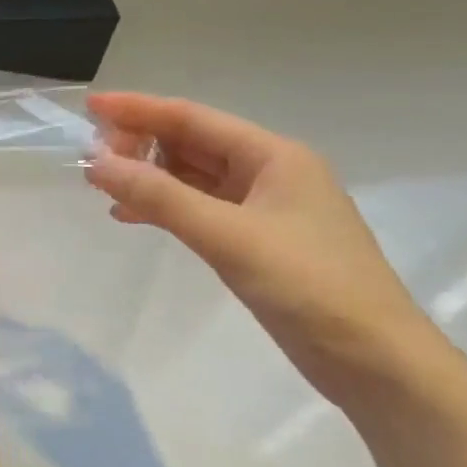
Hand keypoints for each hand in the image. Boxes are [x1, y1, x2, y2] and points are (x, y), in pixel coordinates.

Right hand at [86, 92, 439, 404]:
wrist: (375, 361)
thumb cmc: (308, 286)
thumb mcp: (227, 236)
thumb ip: (159, 197)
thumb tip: (96, 163)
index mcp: (273, 156)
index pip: (192, 118)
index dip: (138, 109)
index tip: (91, 105)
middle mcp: (268, 172)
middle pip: (191, 144)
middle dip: (140, 144)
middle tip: (91, 159)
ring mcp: (263, 208)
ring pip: (191, 177)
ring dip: (148, 177)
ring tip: (102, 184)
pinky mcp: (256, 241)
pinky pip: (198, 209)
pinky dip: (163, 208)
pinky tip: (130, 216)